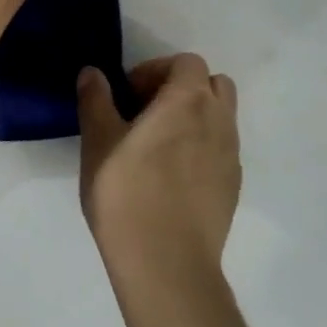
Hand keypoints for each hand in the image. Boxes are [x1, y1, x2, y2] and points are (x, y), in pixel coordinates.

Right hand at [76, 54, 240, 295]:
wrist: (167, 264)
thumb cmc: (126, 194)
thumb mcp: (98, 143)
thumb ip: (96, 101)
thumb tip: (93, 72)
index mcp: (188, 101)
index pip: (186, 62)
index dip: (155, 70)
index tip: (128, 95)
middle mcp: (219, 120)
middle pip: (212, 84)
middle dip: (181, 88)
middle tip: (146, 112)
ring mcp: (232, 155)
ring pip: (220, 117)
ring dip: (194, 117)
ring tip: (158, 145)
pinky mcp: (233, 186)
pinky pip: (221, 150)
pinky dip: (201, 148)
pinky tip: (171, 177)